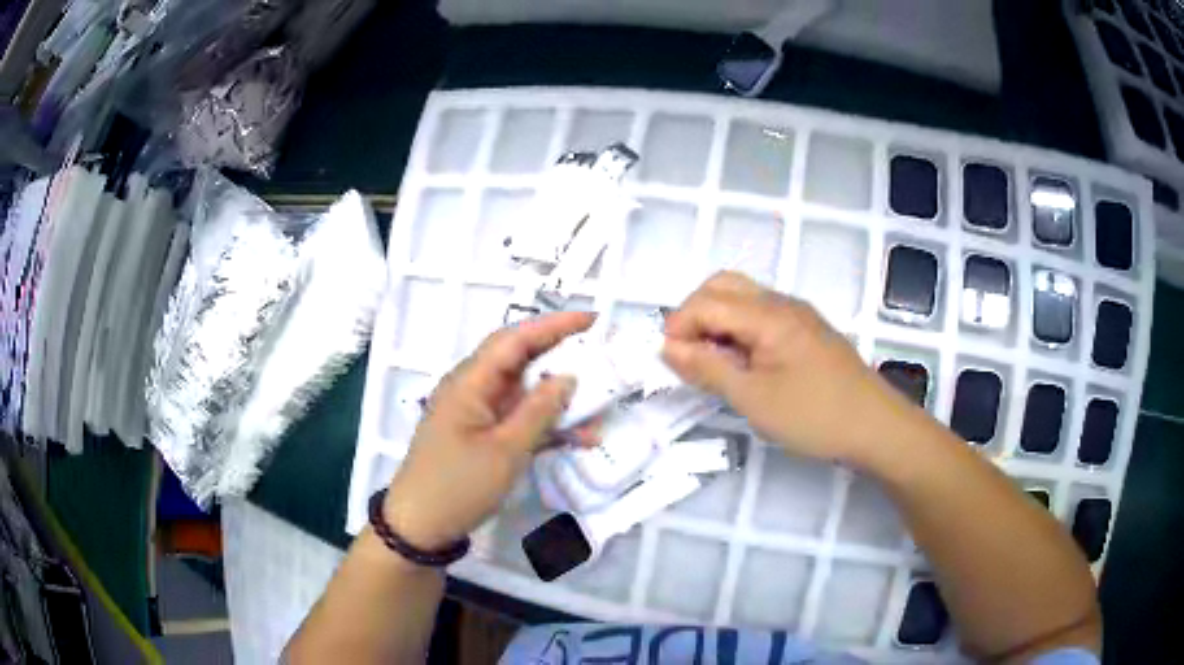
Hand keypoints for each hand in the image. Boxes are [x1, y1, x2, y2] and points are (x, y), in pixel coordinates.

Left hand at [382, 312, 593, 549]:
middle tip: (602, 357)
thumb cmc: (458, 485)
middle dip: (562, 357)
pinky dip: (547, 425)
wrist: (421, 526)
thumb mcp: (506, 450)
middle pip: (521, 361)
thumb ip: (539, 411)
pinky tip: (580, 438)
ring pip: (525, 393)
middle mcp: (473, 389)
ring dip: (560, 399)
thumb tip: (568, 377)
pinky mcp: (483, 436)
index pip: (515, 339)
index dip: (554, 325)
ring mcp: (477, 414)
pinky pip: (519, 420)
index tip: (593, 319)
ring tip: (600, 406)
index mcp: (470, 381)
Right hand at [662, 272, 919, 463]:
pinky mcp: (808, 330)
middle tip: (687, 355)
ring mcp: (798, 314)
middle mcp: (782, 303)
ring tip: (712, 363)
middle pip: (723, 286)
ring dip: (717, 320)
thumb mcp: (753, 399)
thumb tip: (667, 348)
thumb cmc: (813, 415)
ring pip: (743, 297)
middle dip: (695, 314)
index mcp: (767, 314)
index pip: (706, 303)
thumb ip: (708, 368)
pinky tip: (743, 363)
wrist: (875, 426)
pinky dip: (739, 329)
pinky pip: (762, 314)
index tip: (669, 362)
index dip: (679, 327)